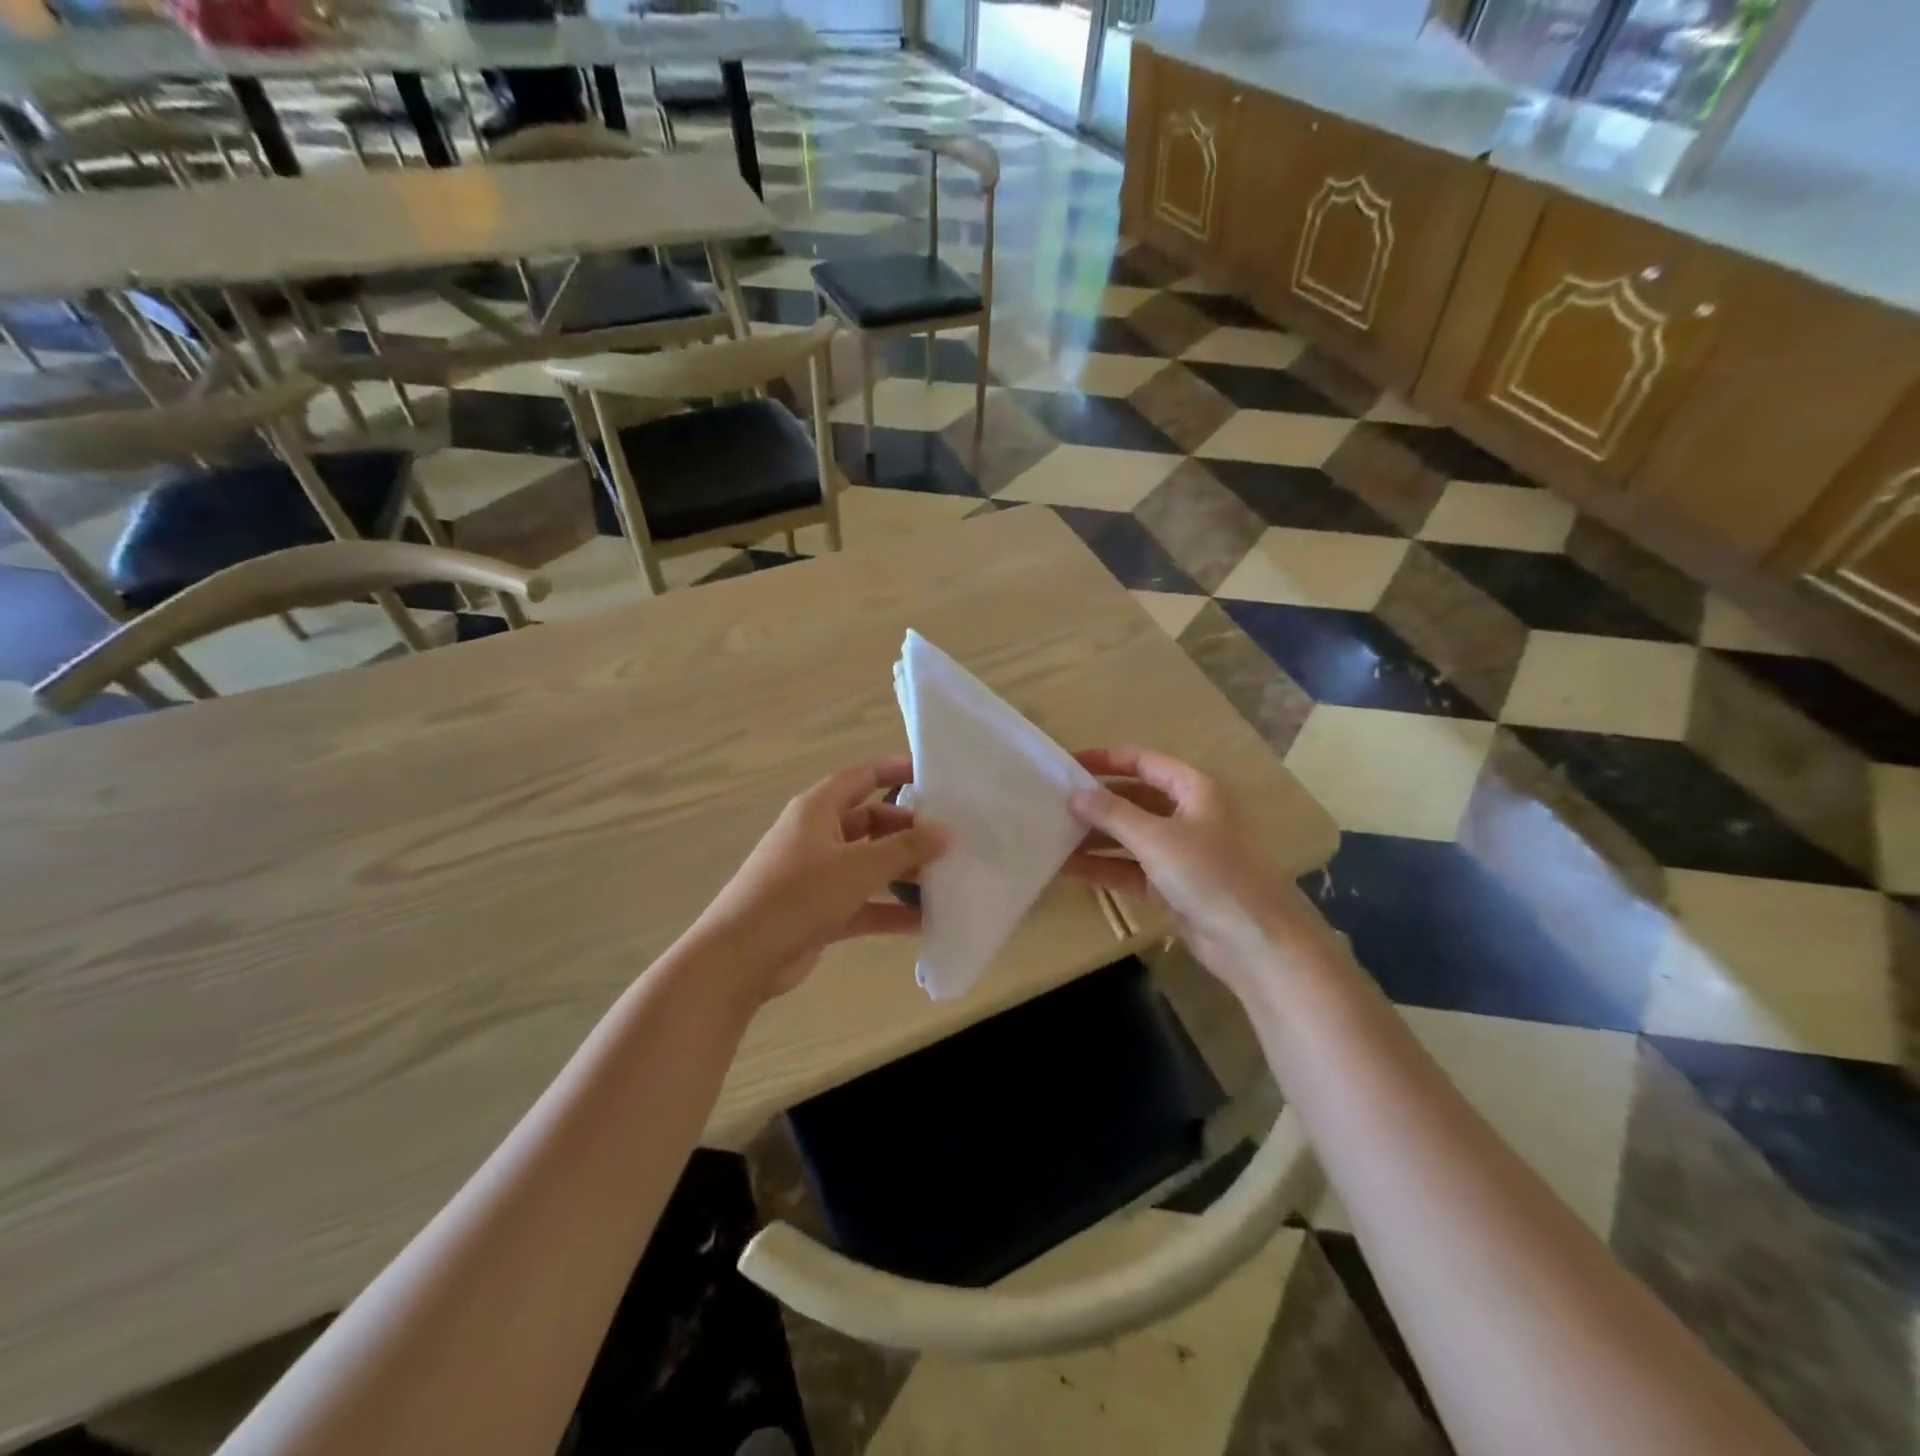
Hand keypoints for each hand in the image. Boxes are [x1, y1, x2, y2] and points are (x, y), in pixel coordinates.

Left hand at [690, 757, 948, 1001]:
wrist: (742, 957)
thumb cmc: (798, 895)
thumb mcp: (857, 867)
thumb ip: (905, 850)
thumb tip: (946, 834)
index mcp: (817, 810)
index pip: (860, 778)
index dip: (893, 771)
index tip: (930, 775)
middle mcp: (818, 836)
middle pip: (871, 823)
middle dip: (908, 831)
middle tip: (949, 840)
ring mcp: (819, 876)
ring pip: (870, 865)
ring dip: (903, 873)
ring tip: (947, 879)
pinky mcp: (822, 912)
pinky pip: (865, 903)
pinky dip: (891, 909)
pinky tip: (926, 921)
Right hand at [1064, 747, 1330, 991]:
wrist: (1254, 943)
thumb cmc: (1210, 875)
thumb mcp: (1157, 838)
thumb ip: (1112, 814)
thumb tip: (1074, 795)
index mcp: (1194, 789)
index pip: (1143, 762)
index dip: (1105, 760)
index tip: (1066, 764)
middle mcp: (1187, 815)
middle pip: (1132, 799)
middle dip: (1095, 803)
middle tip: (1051, 803)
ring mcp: (1179, 852)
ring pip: (1128, 836)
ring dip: (1093, 837)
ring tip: (1050, 836)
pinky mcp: (1171, 885)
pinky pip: (1129, 868)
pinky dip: (1102, 867)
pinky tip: (1066, 868)